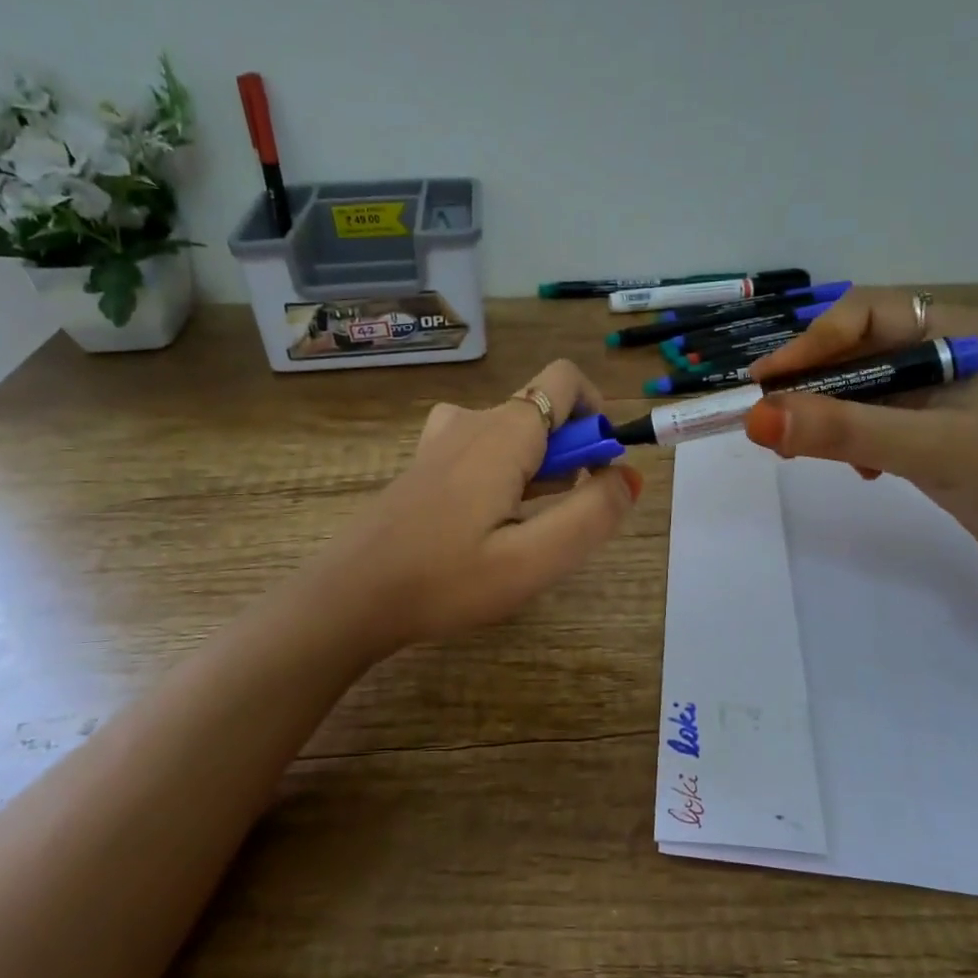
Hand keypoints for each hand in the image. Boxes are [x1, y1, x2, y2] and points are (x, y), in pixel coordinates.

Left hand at [310, 359, 641, 651]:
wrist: (350, 597)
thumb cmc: (445, 580)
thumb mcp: (534, 559)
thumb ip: (592, 514)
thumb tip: (627, 477)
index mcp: (503, 431)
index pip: (566, 380)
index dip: (597, 416)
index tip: (597, 472)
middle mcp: (472, 421)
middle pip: (543, 411)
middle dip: (570, 455)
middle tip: (558, 521)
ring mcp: (442, 441)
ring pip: (514, 435)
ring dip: (538, 469)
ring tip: (525, 531)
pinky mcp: (426, 464)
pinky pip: (483, 450)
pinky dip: (505, 475)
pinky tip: (489, 526)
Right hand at [744, 289, 977, 579]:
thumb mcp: (929, 450)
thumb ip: (843, 432)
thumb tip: (756, 418)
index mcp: (953, 331)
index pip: (862, 313)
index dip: (810, 342)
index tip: (766, 382)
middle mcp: (941, 352)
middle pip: (854, 350)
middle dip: (811, 383)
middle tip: (768, 418)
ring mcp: (937, 394)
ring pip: (858, 389)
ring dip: (825, 415)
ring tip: (796, 447)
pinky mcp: (931, 432)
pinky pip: (872, 422)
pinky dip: (851, 442)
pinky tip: (858, 471)